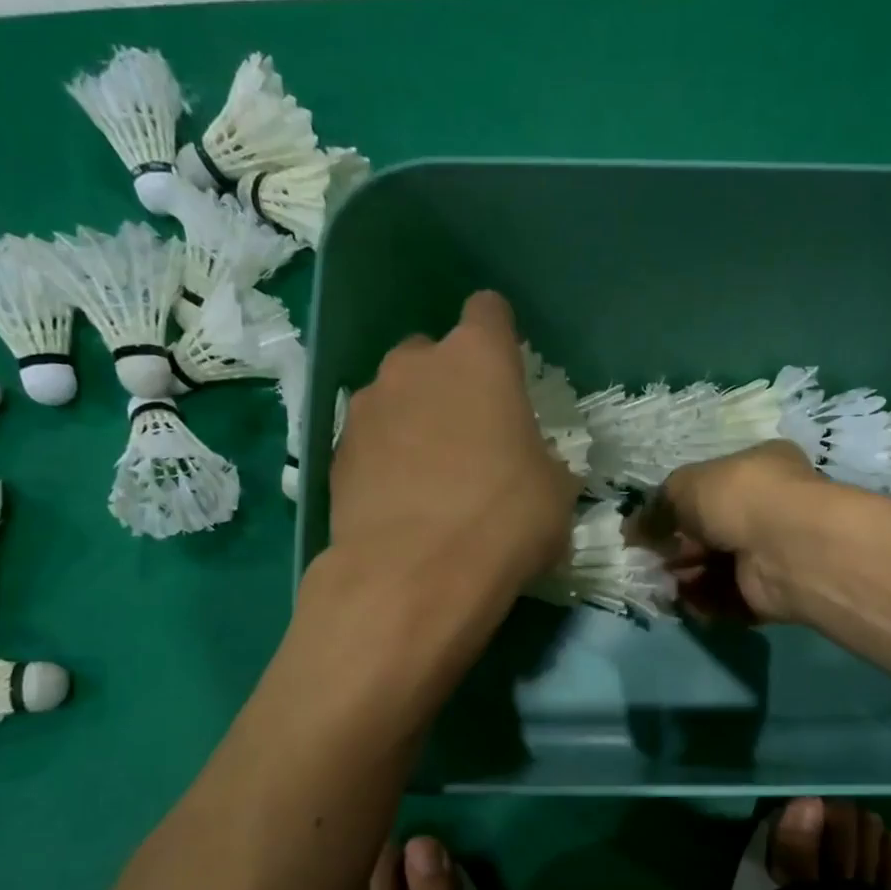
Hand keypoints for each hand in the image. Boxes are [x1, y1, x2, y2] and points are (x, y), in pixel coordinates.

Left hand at [330, 291, 579, 599]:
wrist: (414, 578)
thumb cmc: (504, 522)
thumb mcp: (555, 493)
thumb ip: (543, 460)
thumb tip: (533, 467)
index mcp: (478, 358)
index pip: (489, 311)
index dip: (499, 338)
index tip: (507, 374)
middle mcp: (414, 366)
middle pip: (432, 355)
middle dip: (448, 385)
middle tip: (469, 438)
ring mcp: (366, 407)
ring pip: (394, 398)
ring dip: (412, 422)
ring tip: (428, 477)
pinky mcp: (335, 453)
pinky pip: (369, 442)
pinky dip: (383, 460)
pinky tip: (398, 503)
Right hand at [635, 441, 826, 622]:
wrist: (785, 549)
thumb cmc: (738, 498)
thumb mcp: (684, 486)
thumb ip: (656, 507)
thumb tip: (630, 530)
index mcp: (756, 469)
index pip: (710, 487)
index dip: (675, 507)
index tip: (647, 527)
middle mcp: (767, 509)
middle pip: (709, 532)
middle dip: (677, 548)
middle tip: (651, 559)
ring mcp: (770, 554)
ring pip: (715, 568)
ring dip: (685, 578)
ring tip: (664, 583)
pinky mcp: (768, 594)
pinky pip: (726, 599)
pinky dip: (703, 602)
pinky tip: (684, 601)